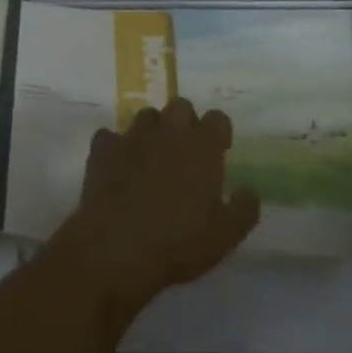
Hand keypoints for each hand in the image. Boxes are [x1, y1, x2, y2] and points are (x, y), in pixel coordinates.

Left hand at [53, 99, 259, 320]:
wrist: (117, 246)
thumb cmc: (179, 242)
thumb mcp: (225, 236)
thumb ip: (243, 209)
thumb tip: (248, 191)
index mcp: (202, 149)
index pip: (217, 119)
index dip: (219, 131)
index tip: (219, 150)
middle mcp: (168, 133)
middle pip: (180, 106)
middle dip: (185, 121)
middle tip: (186, 151)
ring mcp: (132, 137)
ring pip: (146, 115)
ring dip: (153, 130)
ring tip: (152, 157)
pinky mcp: (102, 148)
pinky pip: (110, 135)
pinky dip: (116, 146)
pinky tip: (118, 165)